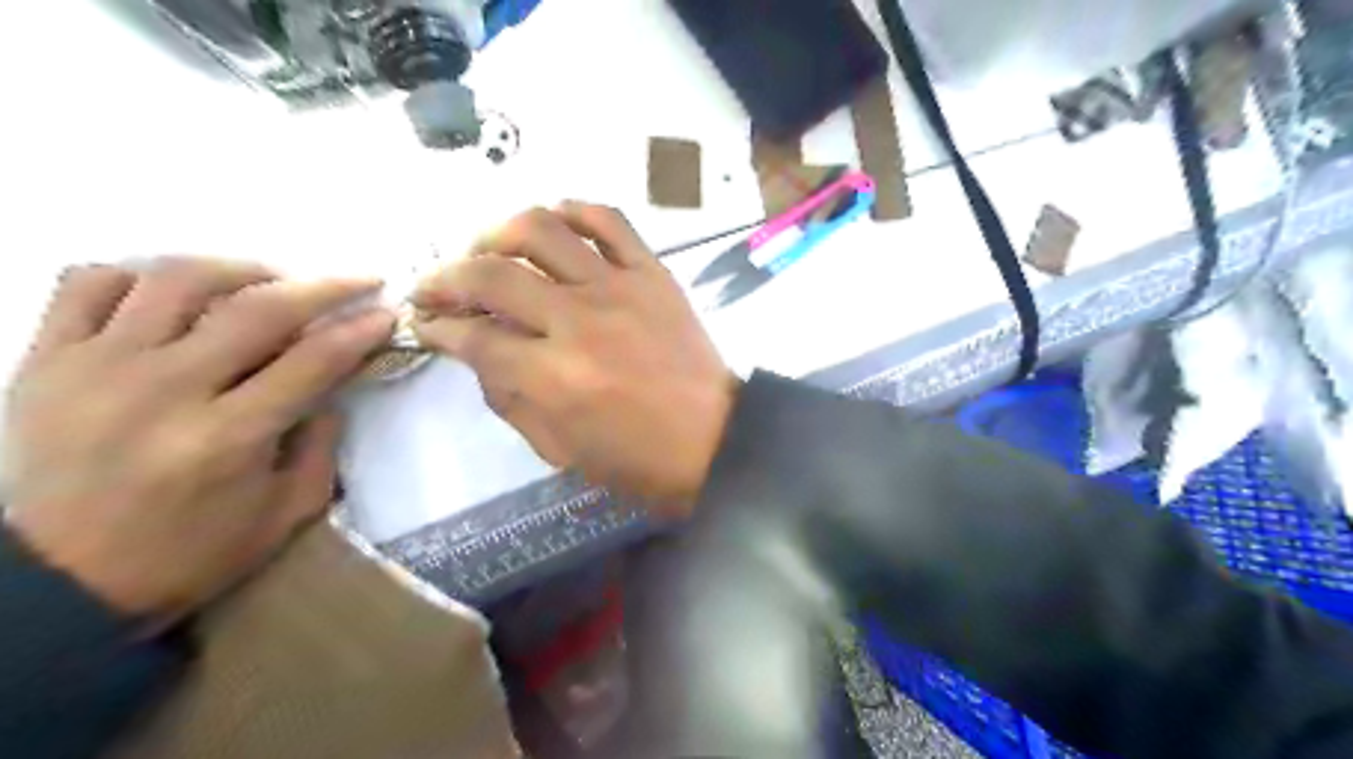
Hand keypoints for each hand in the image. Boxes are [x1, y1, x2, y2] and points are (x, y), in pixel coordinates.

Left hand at [3, 256, 396, 621]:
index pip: (312, 360)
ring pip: (177, 279)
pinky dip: (143, 274)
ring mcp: (97, 368)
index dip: (358, 330)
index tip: (386, 313)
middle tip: (355, 281)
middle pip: (257, 309)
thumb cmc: (190, 552)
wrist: (58, 581)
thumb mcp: (285, 510)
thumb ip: (320, 443)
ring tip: (270, 281)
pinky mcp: (47, 360)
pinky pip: (90, 283)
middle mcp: (164, 390)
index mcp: (227, 437)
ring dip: (241, 269)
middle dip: (323, 287)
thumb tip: (331, 385)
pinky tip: (178, 295)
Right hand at [417, 206, 738, 517]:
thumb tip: (475, 351)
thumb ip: (507, 398)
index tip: (427, 324)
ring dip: (497, 233)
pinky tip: (553, 222)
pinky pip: (609, 220)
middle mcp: (578, 321)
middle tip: (436, 288)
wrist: (714, 439)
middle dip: (445, 278)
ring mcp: (618, 288)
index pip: (473, 337)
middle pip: (491, 275)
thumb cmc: (635, 458)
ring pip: (541, 229)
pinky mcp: (653, 273)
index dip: (438, 329)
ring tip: (486, 250)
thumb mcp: (557, 448)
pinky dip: (573, 210)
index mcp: (553, 377)